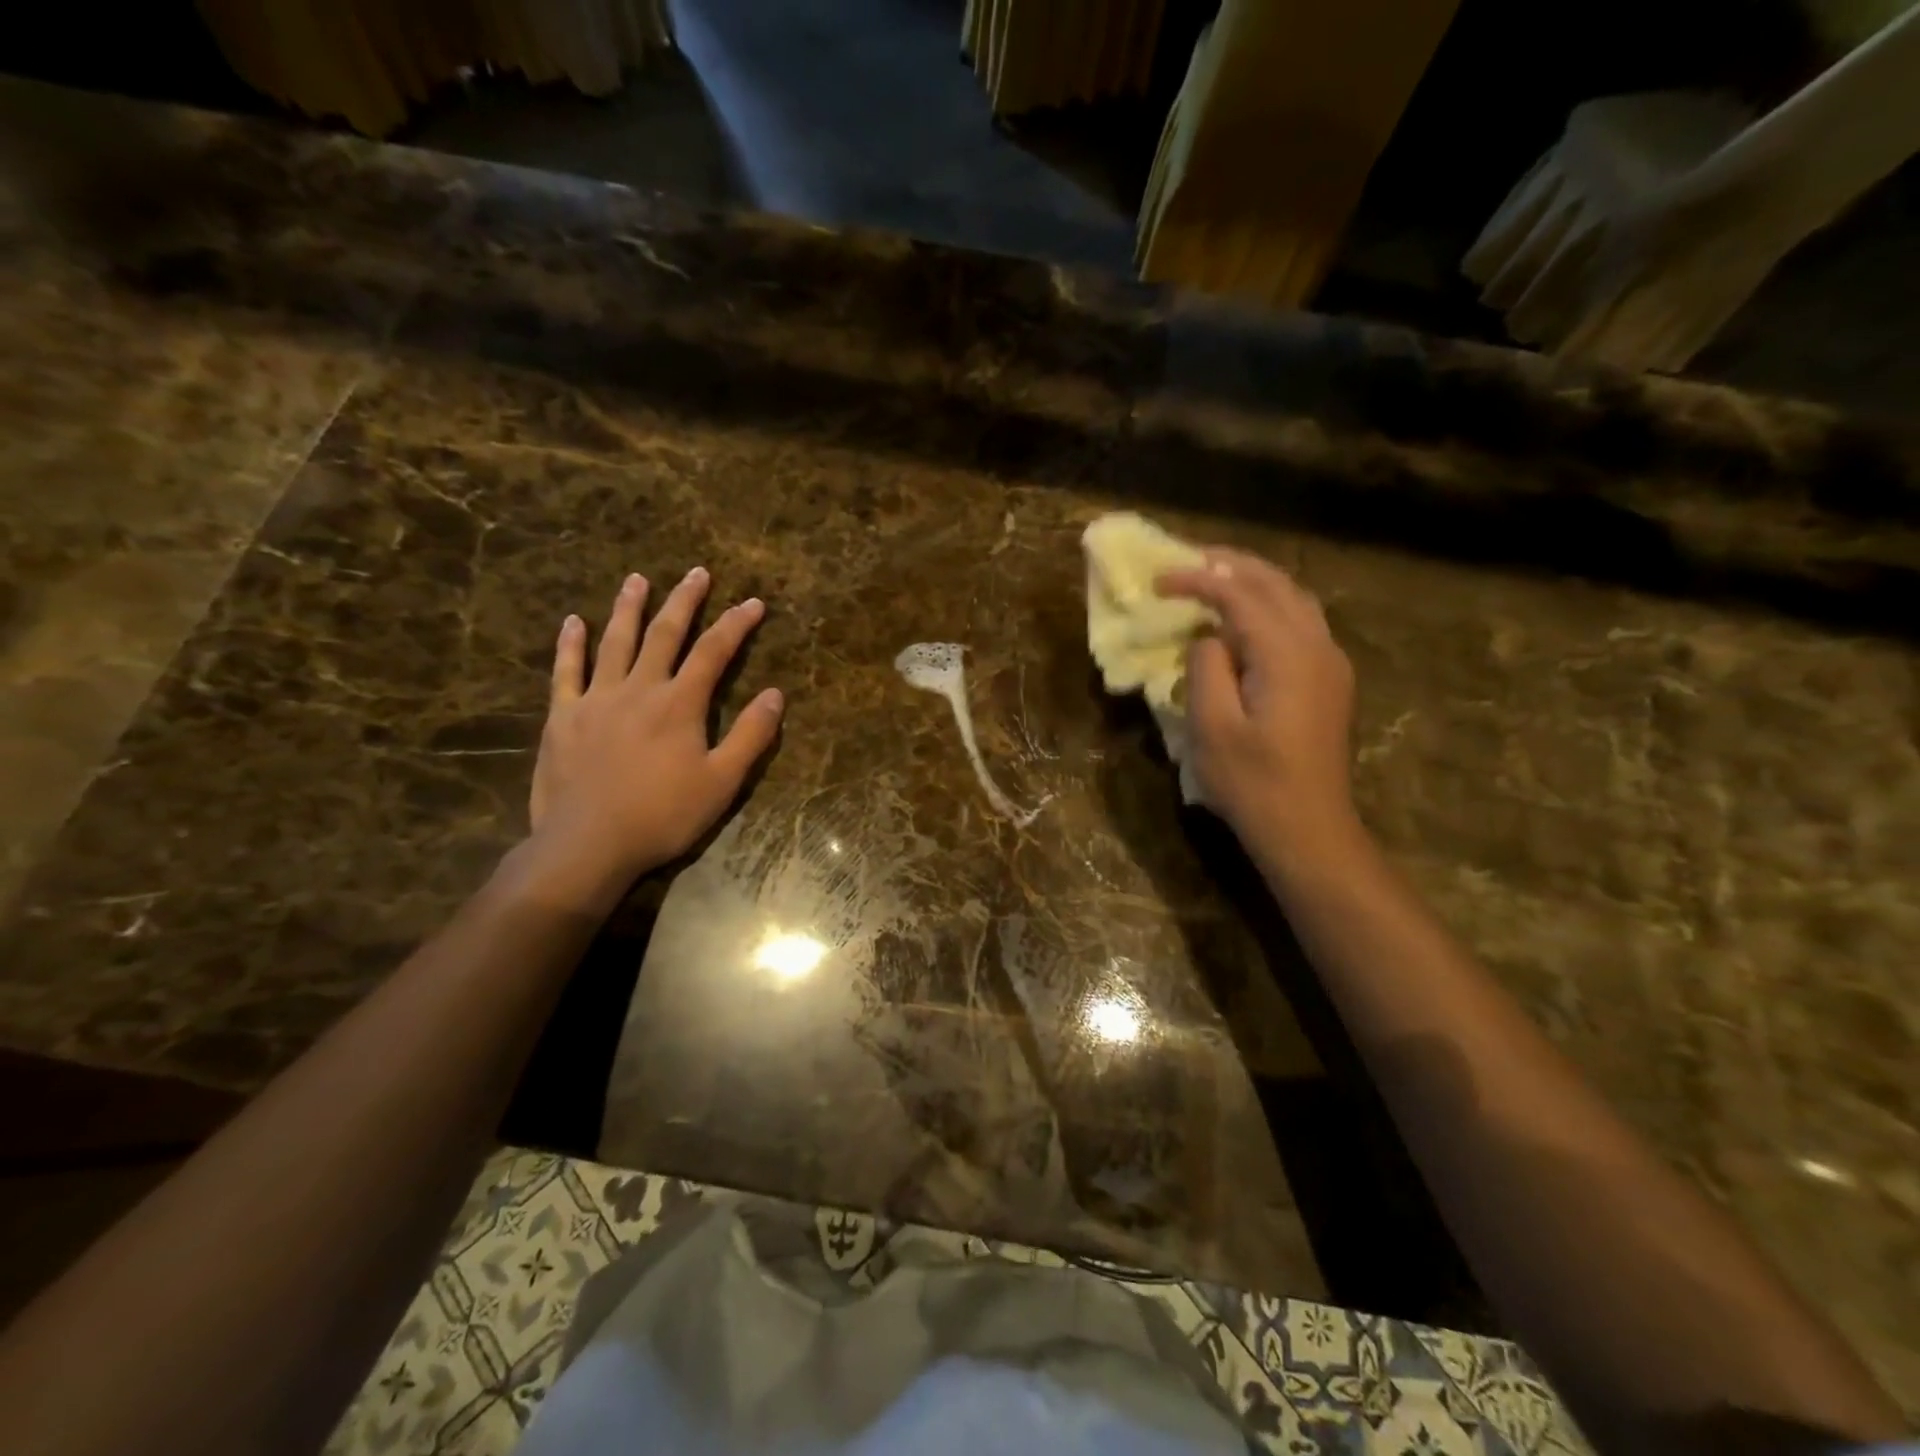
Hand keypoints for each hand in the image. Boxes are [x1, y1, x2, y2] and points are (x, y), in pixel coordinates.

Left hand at [523, 567, 782, 909]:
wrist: (587, 844)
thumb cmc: (663, 816)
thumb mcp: (722, 782)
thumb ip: (750, 736)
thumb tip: (775, 694)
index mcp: (680, 704)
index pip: (714, 652)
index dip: (736, 624)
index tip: (754, 602)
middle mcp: (639, 689)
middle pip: (665, 634)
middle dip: (685, 601)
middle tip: (697, 573)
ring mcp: (596, 699)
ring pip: (615, 642)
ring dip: (629, 608)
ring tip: (637, 579)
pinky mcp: (562, 717)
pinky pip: (566, 671)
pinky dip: (570, 645)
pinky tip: (574, 622)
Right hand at [1157, 550, 1357, 861]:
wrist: (1310, 830)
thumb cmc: (1254, 784)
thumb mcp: (1212, 728)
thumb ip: (1206, 668)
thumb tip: (1207, 638)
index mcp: (1287, 654)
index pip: (1240, 595)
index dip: (1198, 580)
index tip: (1158, 580)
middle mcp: (1318, 646)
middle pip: (1276, 584)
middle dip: (1230, 565)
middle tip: (1187, 559)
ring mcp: (1331, 663)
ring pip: (1294, 599)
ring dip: (1254, 581)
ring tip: (1214, 578)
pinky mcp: (1330, 682)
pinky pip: (1301, 623)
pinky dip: (1269, 606)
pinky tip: (1245, 619)